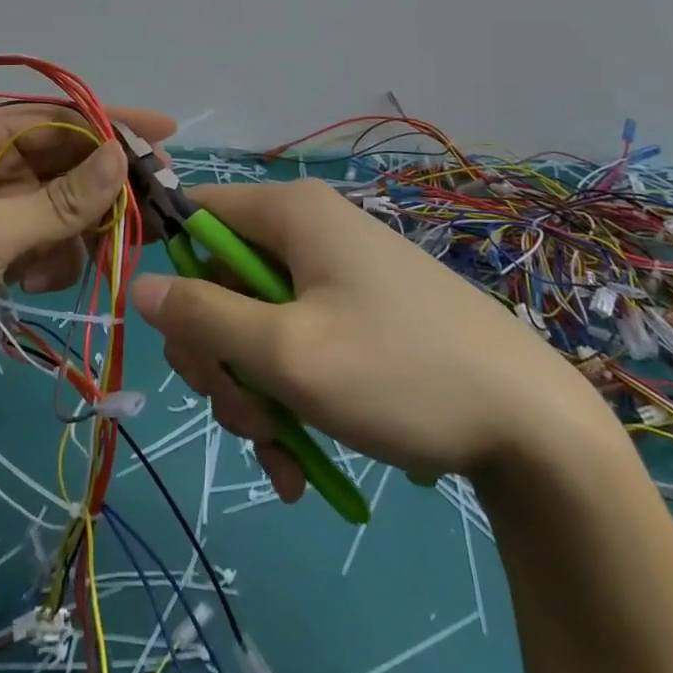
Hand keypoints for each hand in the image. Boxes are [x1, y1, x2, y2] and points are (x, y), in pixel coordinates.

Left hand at [0, 103, 174, 396]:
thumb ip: (60, 200)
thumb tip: (122, 157)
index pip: (55, 118)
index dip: (109, 123)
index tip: (162, 133)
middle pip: (63, 162)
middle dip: (102, 187)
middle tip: (152, 206)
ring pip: (60, 205)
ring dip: (77, 232)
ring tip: (90, 259)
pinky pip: (45, 240)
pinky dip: (53, 258)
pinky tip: (39, 282)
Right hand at [130, 179, 605, 500]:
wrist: (535, 427)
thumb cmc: (399, 372)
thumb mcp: (286, 353)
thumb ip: (202, 317)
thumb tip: (138, 285)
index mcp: (289, 213)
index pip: (195, 212)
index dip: (171, 264)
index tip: (177, 333)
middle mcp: (307, 230)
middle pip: (221, 280)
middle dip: (219, 356)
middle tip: (244, 414)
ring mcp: (334, 274)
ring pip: (254, 323)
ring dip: (253, 390)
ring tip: (281, 451)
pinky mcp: (355, 314)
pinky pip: (294, 343)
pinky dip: (287, 397)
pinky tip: (300, 459)